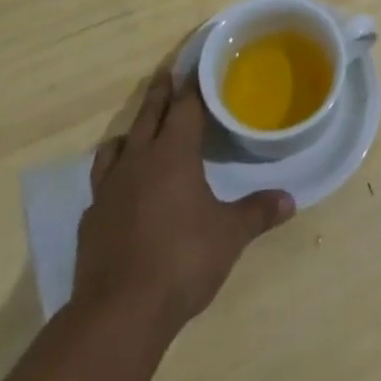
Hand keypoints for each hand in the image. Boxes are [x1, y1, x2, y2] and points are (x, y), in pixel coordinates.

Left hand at [74, 71, 293, 332]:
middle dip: (160, 93)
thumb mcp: (229, 235)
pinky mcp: (91, 219)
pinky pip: (102, 183)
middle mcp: (138, 160)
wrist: (118, 313)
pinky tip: (121, 191)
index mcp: (173, 154)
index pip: (184, 107)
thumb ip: (257, 212)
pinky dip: (113, 176)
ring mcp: (109, 189)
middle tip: (166, 73)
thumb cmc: (181, 261)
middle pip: (149, 115)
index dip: (192, 86)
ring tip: (137, 131)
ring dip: (131, 132)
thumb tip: (290, 200)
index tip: (195, 67)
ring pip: (117, 145)